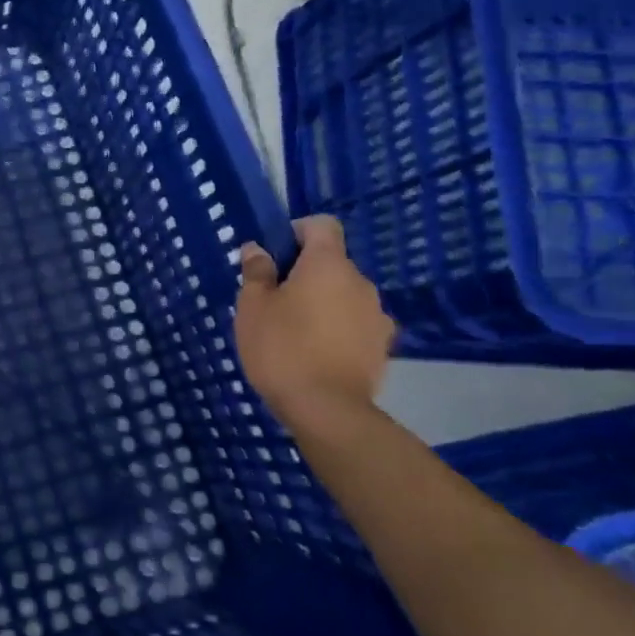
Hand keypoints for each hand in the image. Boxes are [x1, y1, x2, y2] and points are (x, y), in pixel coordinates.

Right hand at [235, 216, 395, 428]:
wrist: (326, 410)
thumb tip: (258, 250)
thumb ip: (256, 272)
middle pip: (332, 263)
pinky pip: (354, 323)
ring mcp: (376, 316)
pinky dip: (336, 328)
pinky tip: (314, 353)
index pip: (322, 225)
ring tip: (294, 331)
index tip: (274, 254)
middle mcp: (360, 283)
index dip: (297, 232)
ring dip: (322, 302)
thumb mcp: (252, 306)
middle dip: (304, 273)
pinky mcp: (382, 347)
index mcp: (328, 265)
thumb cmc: (281, 347)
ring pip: (343, 294)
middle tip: (274, 299)